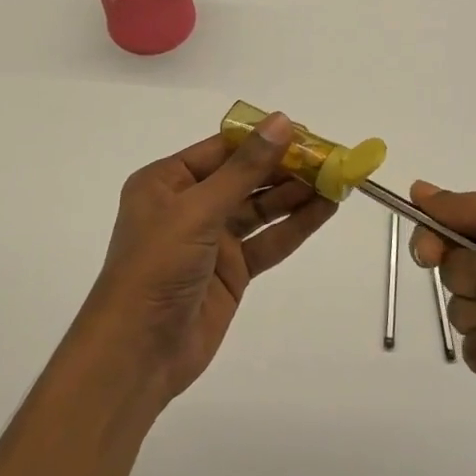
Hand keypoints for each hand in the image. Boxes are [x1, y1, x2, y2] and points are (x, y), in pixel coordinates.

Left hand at [86, 114, 336, 403]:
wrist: (138, 352)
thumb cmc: (157, 267)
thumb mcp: (199, 210)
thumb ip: (244, 169)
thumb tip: (281, 122)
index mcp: (168, 181)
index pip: (223, 149)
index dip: (263, 140)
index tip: (305, 133)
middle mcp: (189, 205)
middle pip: (245, 178)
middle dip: (286, 168)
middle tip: (329, 159)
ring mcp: (212, 239)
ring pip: (260, 209)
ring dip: (296, 195)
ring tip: (337, 180)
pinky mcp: (231, 271)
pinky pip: (268, 241)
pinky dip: (295, 226)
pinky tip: (325, 210)